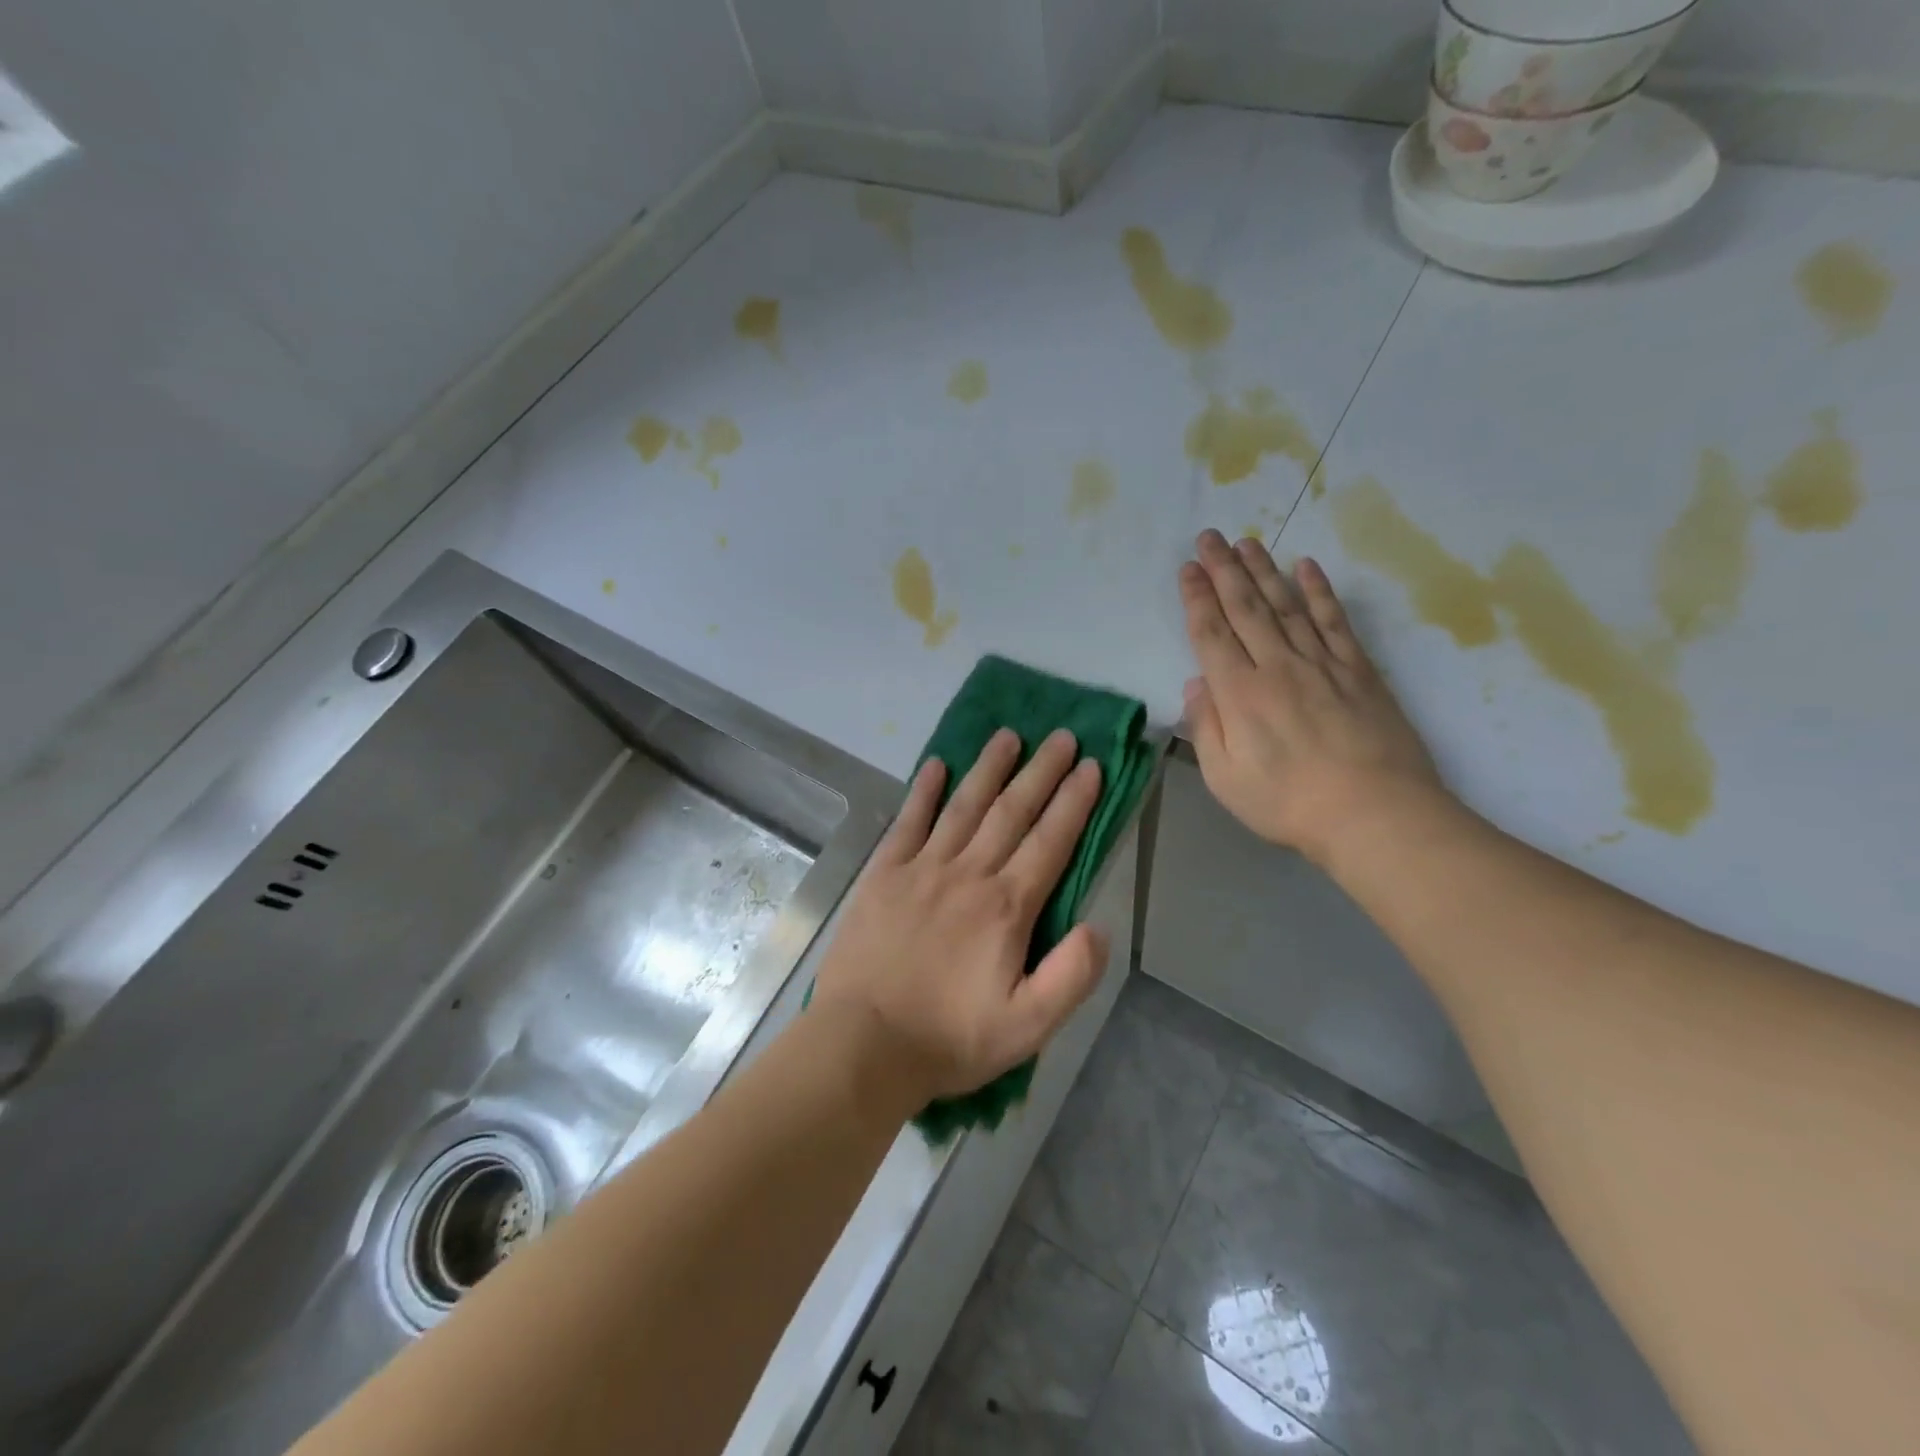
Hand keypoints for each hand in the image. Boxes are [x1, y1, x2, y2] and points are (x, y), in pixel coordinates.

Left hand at [812, 728, 1108, 1105]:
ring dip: (988, 769)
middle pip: (1011, 812)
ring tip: (1009, 736)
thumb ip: (1071, 976)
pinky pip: (908, 823)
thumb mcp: (1028, 1027)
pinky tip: (936, 765)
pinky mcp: (883, 876)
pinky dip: (923, 792)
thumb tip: (1099, 927)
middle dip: (1041, 771)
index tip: (1091, 767)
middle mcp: (968, 874)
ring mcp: (921, 869)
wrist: (863, 1045)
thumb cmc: (949, 1039)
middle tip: (1063, 736)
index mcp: (1006, 907)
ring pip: (963, 806)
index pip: (1050, 842)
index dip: (1074, 802)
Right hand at [1179, 530, 1448, 868]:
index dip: (1196, 599)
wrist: (1375, 814)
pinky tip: (1307, 567)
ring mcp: (1321, 664)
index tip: (1187, 569)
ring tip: (1246, 542)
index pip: (1211, 634)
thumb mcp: (1225, 779)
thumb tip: (1197, 684)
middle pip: (1245, 608)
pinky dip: (1319, 591)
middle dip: (1223, 570)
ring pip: (1286, 605)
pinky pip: (1334, 621)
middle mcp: (1277, 666)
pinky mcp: (1358, 670)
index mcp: (1240, 694)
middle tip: (1209, 537)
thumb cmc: (1288, 804)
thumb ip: (1206, 728)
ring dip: (1263, 570)